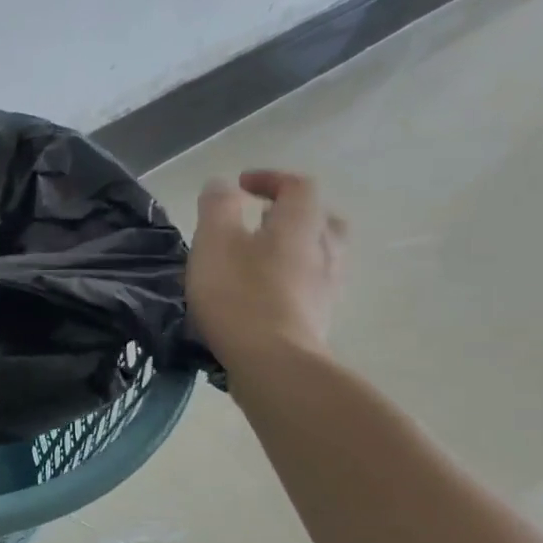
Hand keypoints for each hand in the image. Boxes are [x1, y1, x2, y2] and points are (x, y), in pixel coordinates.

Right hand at [187, 170, 347, 365]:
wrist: (273, 363)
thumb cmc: (240, 295)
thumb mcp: (215, 242)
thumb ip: (217, 207)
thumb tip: (222, 186)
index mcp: (301, 223)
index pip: (297, 185)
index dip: (271, 179)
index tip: (241, 185)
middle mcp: (325, 248)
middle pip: (319, 219)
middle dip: (290, 215)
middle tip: (260, 222)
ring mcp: (327, 287)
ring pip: (318, 255)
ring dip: (293, 250)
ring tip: (260, 261)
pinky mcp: (319, 319)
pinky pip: (310, 287)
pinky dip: (290, 281)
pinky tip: (266, 296)